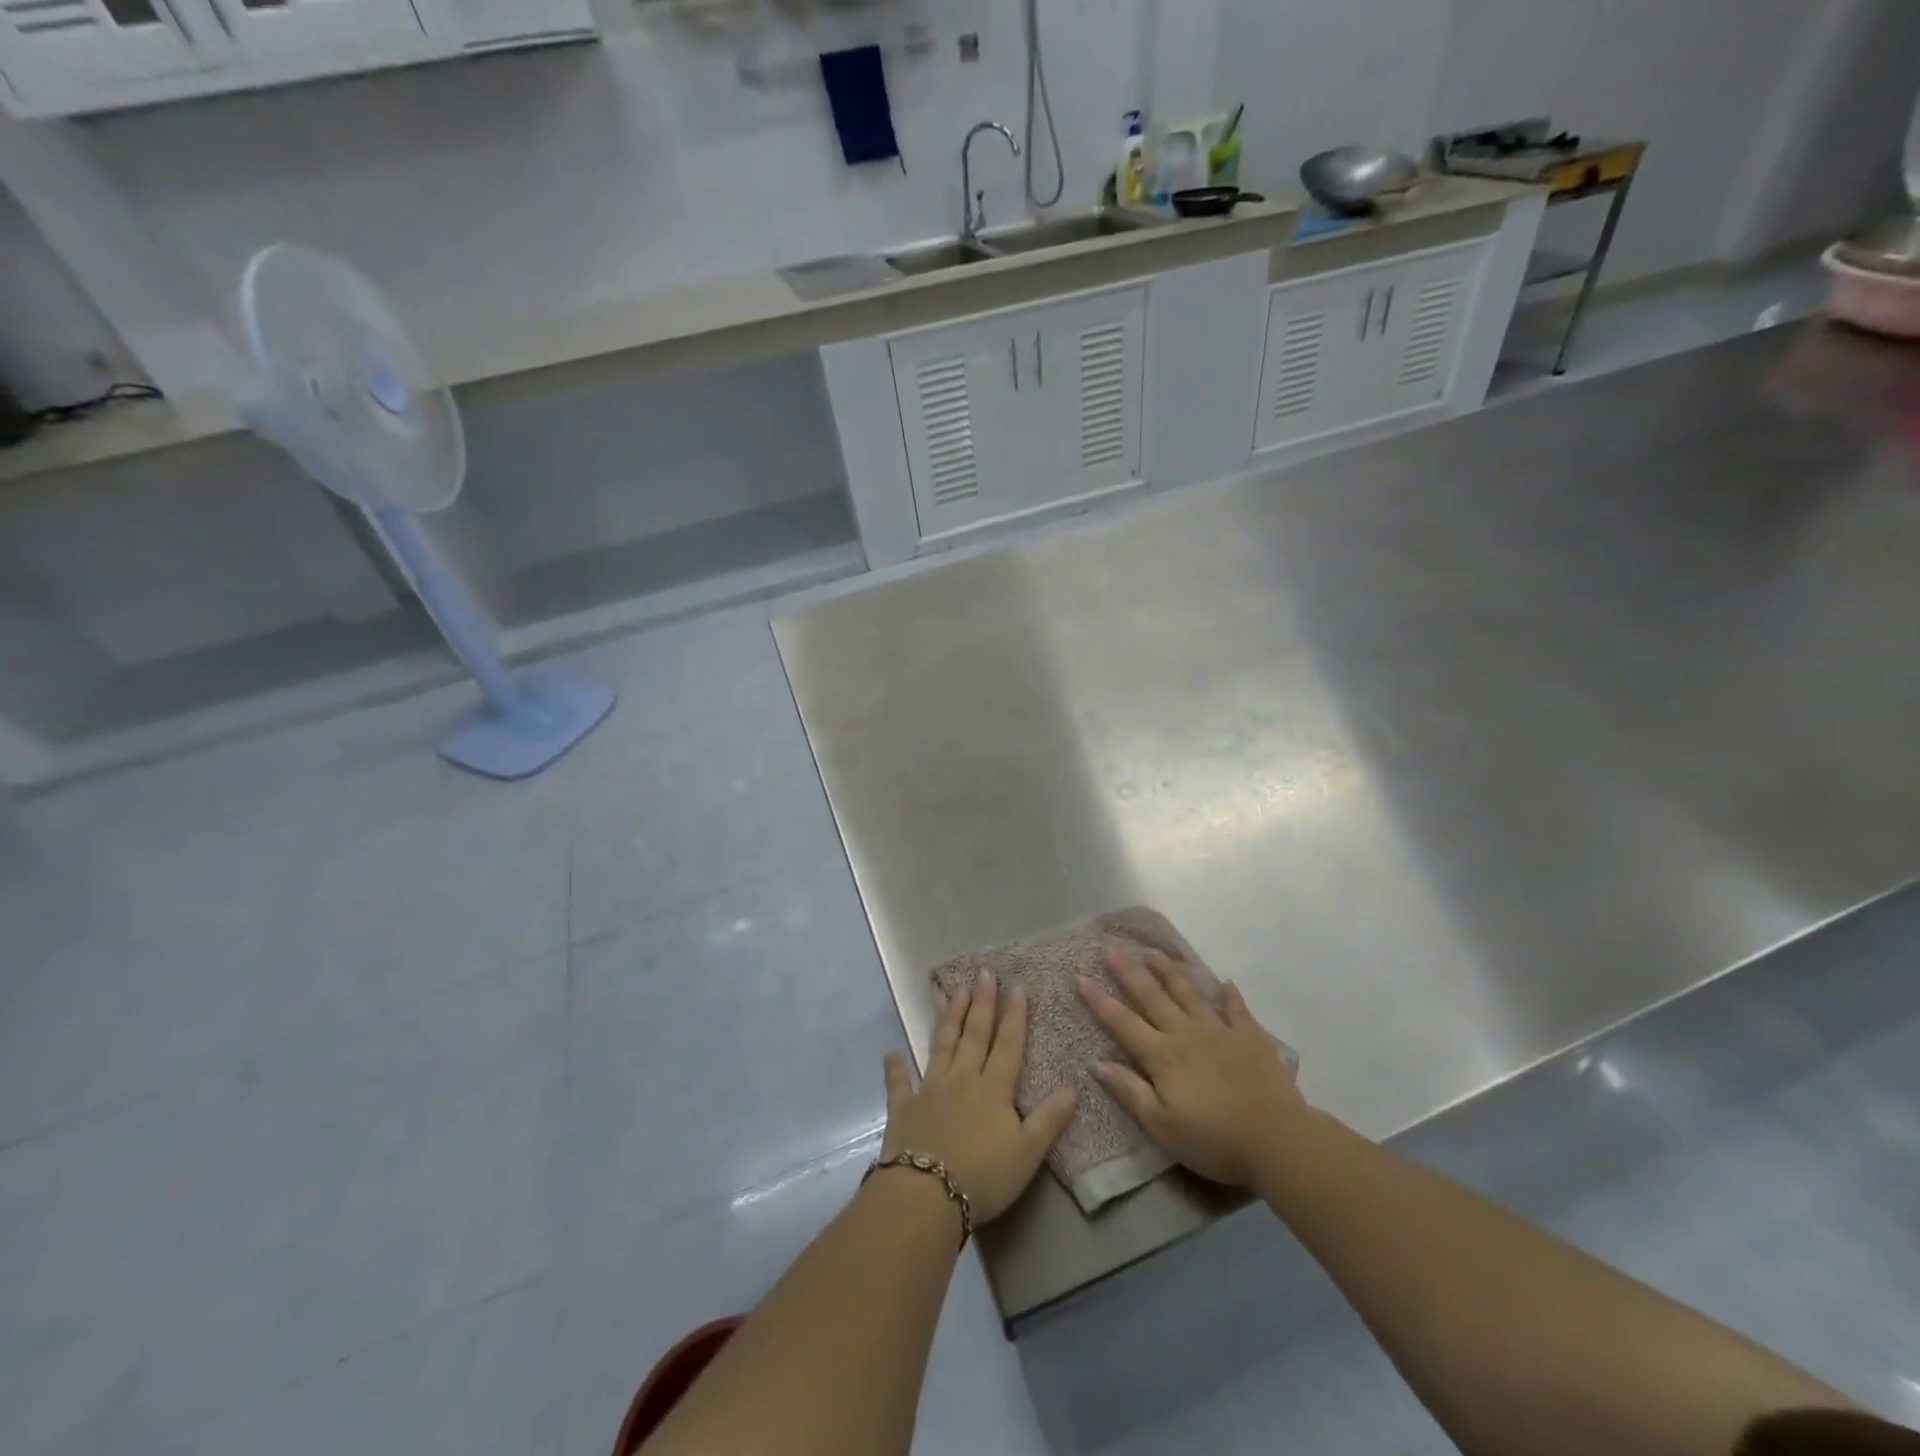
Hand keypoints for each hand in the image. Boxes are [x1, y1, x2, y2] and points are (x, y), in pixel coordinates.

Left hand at [881, 972, 1077, 1223]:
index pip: (1008, 1044)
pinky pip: (899, 1083)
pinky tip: (892, 1053)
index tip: (1016, 986)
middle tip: (983, 973)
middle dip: (981, 1003)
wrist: (925, 1194)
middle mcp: (962, 1078)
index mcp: (993, 1088)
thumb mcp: (1028, 1152)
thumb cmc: (983, 1176)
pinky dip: (896, 1068)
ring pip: (942, 1045)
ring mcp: (929, 1089)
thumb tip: (1074, 1087)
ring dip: (949, 1018)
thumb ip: (1050, 1119)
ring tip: (954, 992)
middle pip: (974, 1035)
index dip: (1014, 1015)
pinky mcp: (903, 1108)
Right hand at [1075, 944, 1307, 1187]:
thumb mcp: (1162, 1126)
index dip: (1098, 1000)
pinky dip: (1229, 993)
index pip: (1122, 1022)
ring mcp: (1219, 1030)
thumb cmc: (1214, 1140)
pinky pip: (1236, 1008)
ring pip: (1189, 992)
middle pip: (1152, 996)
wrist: (1277, 1139)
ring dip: (1169, 970)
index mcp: (1162, 1055)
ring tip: (1153, 951)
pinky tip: (1225, 981)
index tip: (1079, 976)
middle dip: (1128, 970)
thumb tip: (1096, 1062)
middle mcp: (1186, 1033)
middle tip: (1111, 946)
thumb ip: (1129, 1091)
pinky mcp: (1249, 1036)